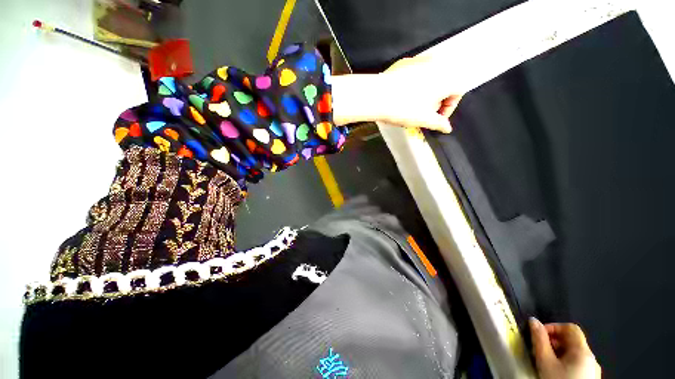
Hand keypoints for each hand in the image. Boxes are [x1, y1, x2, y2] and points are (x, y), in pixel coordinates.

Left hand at [331, 55, 462, 132]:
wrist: (377, 96)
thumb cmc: (404, 109)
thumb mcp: (423, 120)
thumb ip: (438, 123)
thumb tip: (447, 128)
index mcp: (446, 78)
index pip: (458, 91)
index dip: (449, 108)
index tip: (437, 118)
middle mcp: (436, 64)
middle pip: (444, 83)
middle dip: (437, 100)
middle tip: (423, 113)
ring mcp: (419, 60)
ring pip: (430, 77)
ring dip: (426, 92)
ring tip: (412, 105)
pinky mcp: (404, 62)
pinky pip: (415, 73)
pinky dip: (414, 84)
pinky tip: (401, 94)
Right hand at [530, 318, 601, 378]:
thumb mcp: (545, 361)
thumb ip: (539, 339)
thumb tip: (532, 320)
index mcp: (583, 351)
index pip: (571, 328)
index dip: (553, 327)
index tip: (539, 334)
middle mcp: (592, 358)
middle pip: (573, 341)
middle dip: (554, 342)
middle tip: (539, 350)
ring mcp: (593, 371)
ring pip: (575, 355)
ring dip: (559, 353)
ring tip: (546, 362)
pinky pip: (578, 365)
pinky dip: (566, 364)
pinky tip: (556, 374)